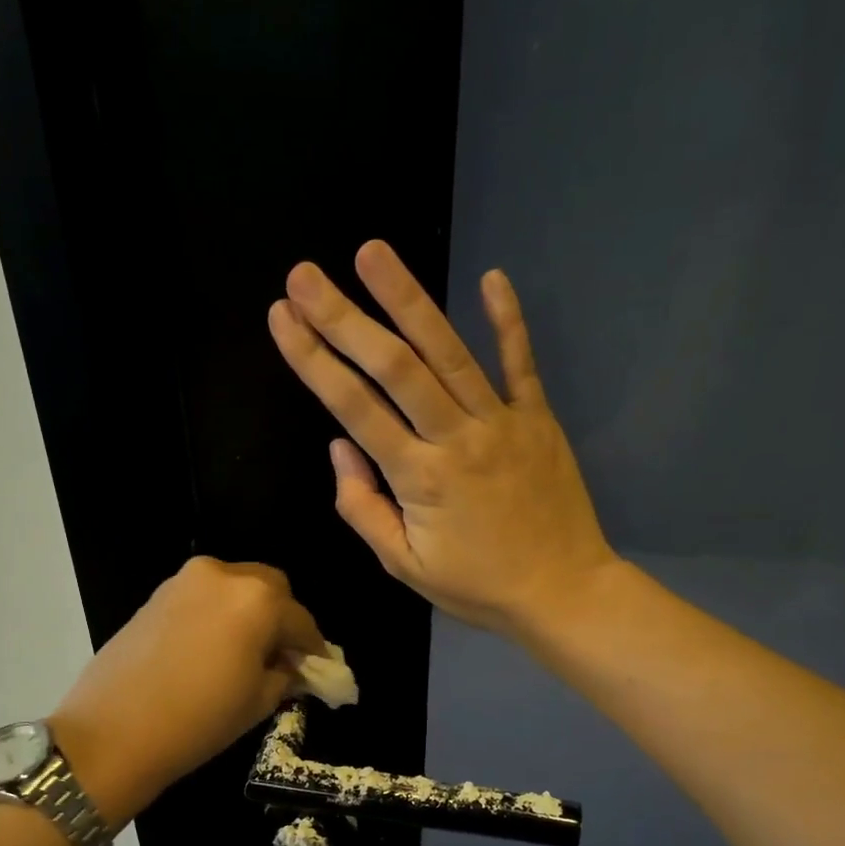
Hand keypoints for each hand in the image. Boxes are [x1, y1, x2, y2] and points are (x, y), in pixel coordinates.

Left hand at [50, 557, 324, 824]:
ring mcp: (185, 580)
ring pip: (235, 587)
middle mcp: (224, 575)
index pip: (301, 620)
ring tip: (246, 652)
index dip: (314, 647)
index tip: (319, 668)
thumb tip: (292, 665)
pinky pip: (204, 596)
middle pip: (270, 588)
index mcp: (257, 600)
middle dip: (282, 618)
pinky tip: (213, 647)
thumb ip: (285, 674)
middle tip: (282, 656)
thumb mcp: (258, 702)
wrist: (112, 733)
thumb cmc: (198, 721)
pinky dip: (219, 613)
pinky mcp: (157, 594)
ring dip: (249, 612)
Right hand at [267, 240, 616, 638]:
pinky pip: (520, 363)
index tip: (282, 317)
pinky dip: (508, 320)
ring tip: (372, 253)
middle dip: (345, 317)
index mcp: (418, 478)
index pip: (354, 407)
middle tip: (306, 274)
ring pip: (448, 352)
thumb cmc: (476, 585)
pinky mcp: (538, 418)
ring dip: (408, 299)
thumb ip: (363, 507)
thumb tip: (339, 447)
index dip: (314, 359)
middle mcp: (456, 437)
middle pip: (394, 367)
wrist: (562, 592)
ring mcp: (501, 422)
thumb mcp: (404, 565)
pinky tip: (492, 277)